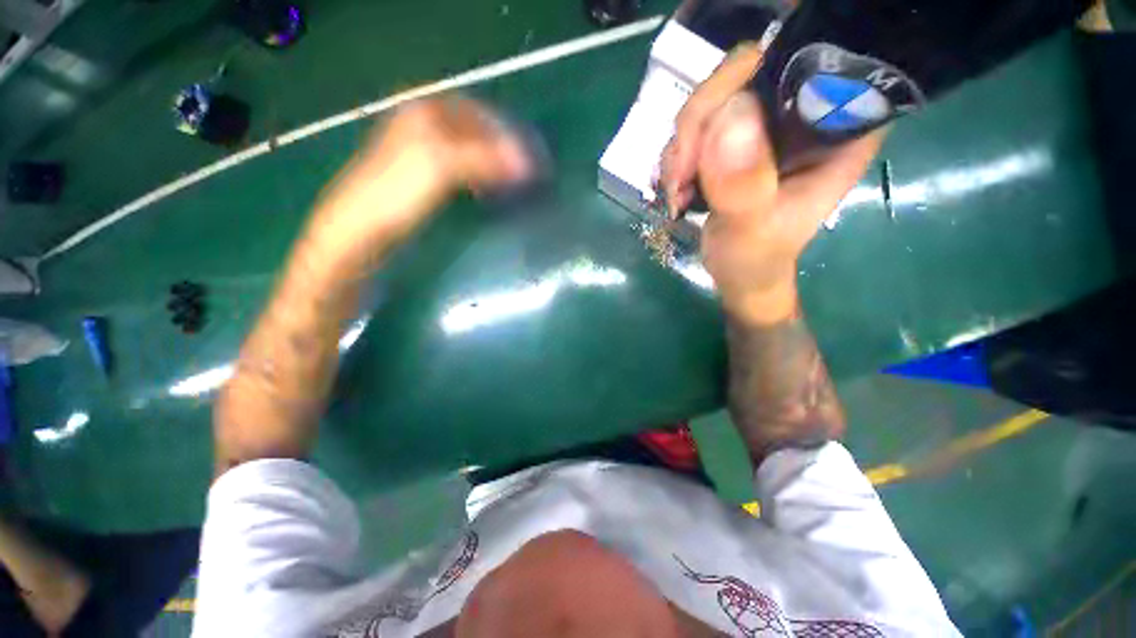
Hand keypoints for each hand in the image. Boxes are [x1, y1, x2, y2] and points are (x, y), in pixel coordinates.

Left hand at [314, 97, 531, 265]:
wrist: (360, 230)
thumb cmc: (396, 194)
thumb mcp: (441, 167)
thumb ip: (485, 160)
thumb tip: (527, 164)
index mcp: (424, 113)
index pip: (478, 113)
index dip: (505, 132)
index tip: (527, 156)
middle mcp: (423, 126)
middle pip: (474, 131)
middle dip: (500, 149)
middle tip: (522, 172)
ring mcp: (421, 153)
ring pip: (468, 151)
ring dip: (490, 164)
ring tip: (508, 183)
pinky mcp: (422, 178)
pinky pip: (459, 169)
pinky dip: (477, 177)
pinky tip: (483, 192)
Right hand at [660, 44, 883, 323]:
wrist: (738, 273)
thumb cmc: (757, 260)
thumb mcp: (753, 231)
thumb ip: (745, 185)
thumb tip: (729, 117)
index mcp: (838, 129)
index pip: (801, 63)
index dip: (747, 79)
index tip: (709, 133)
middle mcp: (806, 113)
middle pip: (745, 74)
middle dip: (700, 123)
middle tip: (681, 174)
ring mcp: (767, 124)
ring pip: (714, 98)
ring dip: (683, 146)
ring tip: (679, 191)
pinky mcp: (737, 138)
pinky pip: (697, 124)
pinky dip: (678, 156)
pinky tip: (679, 188)